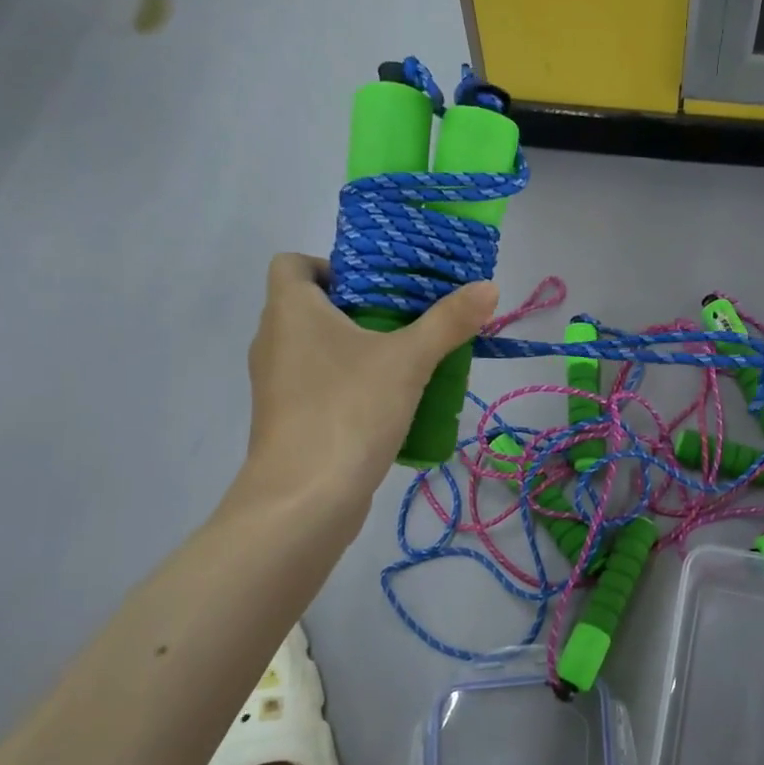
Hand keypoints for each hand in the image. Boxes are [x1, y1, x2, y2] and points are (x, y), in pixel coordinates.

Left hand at [232, 254, 496, 512]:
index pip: (293, 264)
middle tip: (409, 318)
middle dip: (360, 308)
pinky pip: (318, 385)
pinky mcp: (287, 420)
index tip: (376, 285)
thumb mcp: (409, 360)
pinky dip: (348, 383)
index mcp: (290, 311)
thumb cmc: (349, 410)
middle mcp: (274, 341)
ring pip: (317, 349)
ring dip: (357, 348)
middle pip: (311, 306)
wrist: (304, 500)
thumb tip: (489, 286)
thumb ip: (449, 321)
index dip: (331, 265)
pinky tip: (389, 402)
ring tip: (406, 359)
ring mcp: (276, 385)